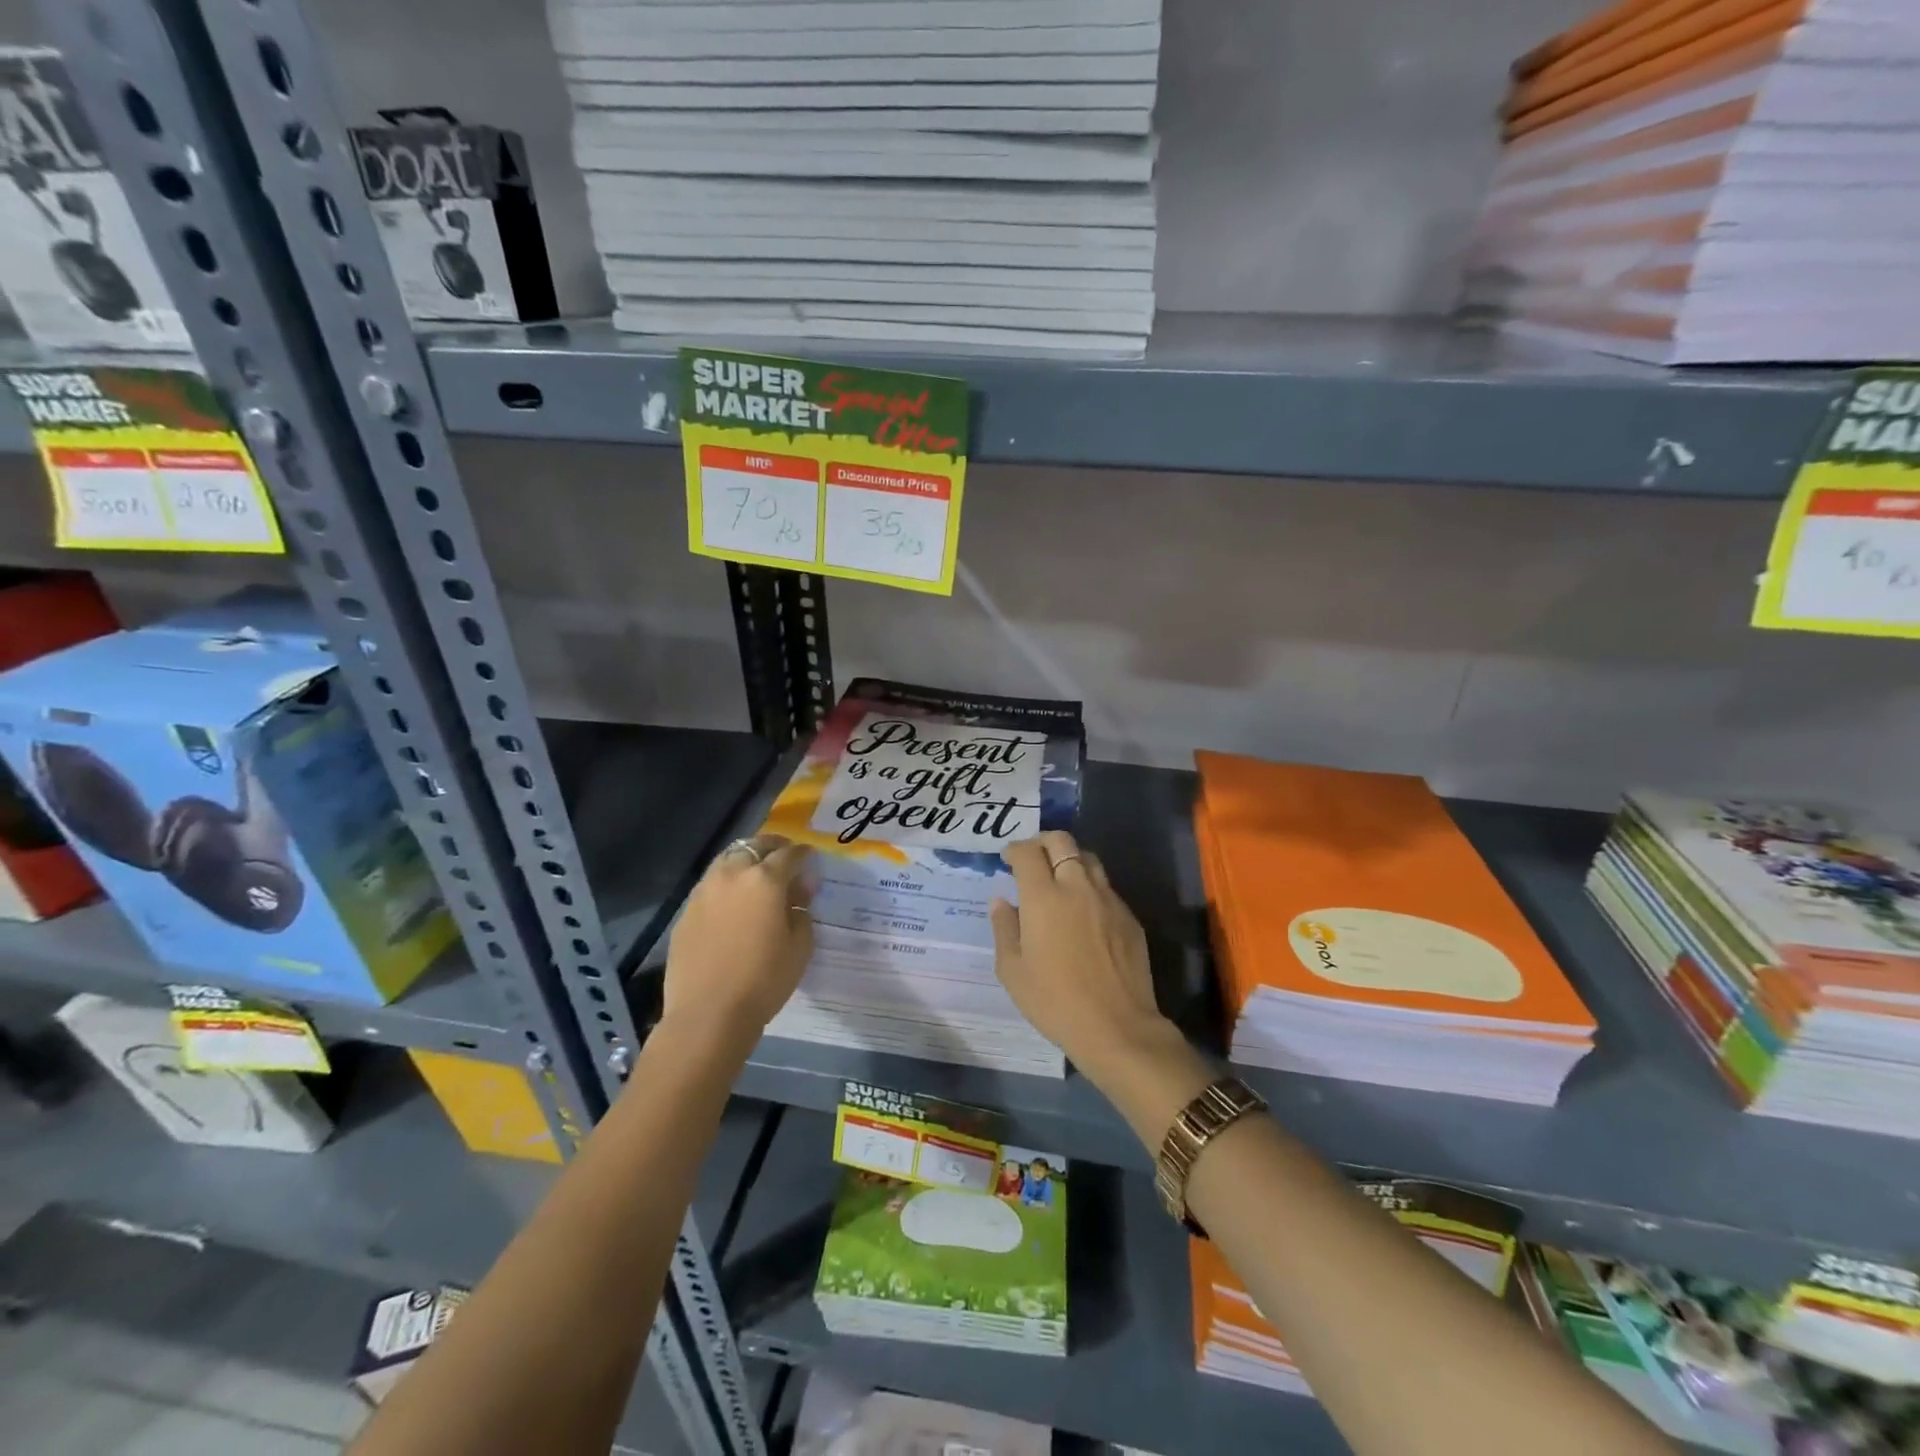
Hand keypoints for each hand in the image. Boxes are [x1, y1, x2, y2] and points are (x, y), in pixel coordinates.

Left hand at [664, 834, 812, 1032]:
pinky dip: (727, 882)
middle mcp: (732, 875)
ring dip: (746, 860)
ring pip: (728, 859)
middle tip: (784, 858)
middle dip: (773, 847)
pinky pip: (711, 884)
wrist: (708, 1014)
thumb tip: (798, 892)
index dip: (803, 854)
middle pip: (754, 846)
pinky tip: (733, 901)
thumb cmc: (764, 980)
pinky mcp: (686, 910)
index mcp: (765, 880)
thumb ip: (802, 910)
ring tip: (757, 874)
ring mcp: (704, 891)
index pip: (789, 854)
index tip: (811, 857)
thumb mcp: (800, 946)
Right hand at [991, 831, 1168, 1076]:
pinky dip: (1090, 886)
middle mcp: (1077, 887)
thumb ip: (1004, 928)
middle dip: (1043, 842)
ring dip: (1070, 858)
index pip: (1028, 852)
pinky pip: (1106, 887)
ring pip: (1088, 859)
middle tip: (1033, 858)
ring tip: (1059, 877)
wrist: (1117, 1027)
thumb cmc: (1054, 1001)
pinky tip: (1084, 909)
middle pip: (1062, 841)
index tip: (1008, 859)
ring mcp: (1108, 899)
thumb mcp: (1013, 971)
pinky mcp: (1128, 916)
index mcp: (1043, 897)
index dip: (1015, 849)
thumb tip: (1001, 901)